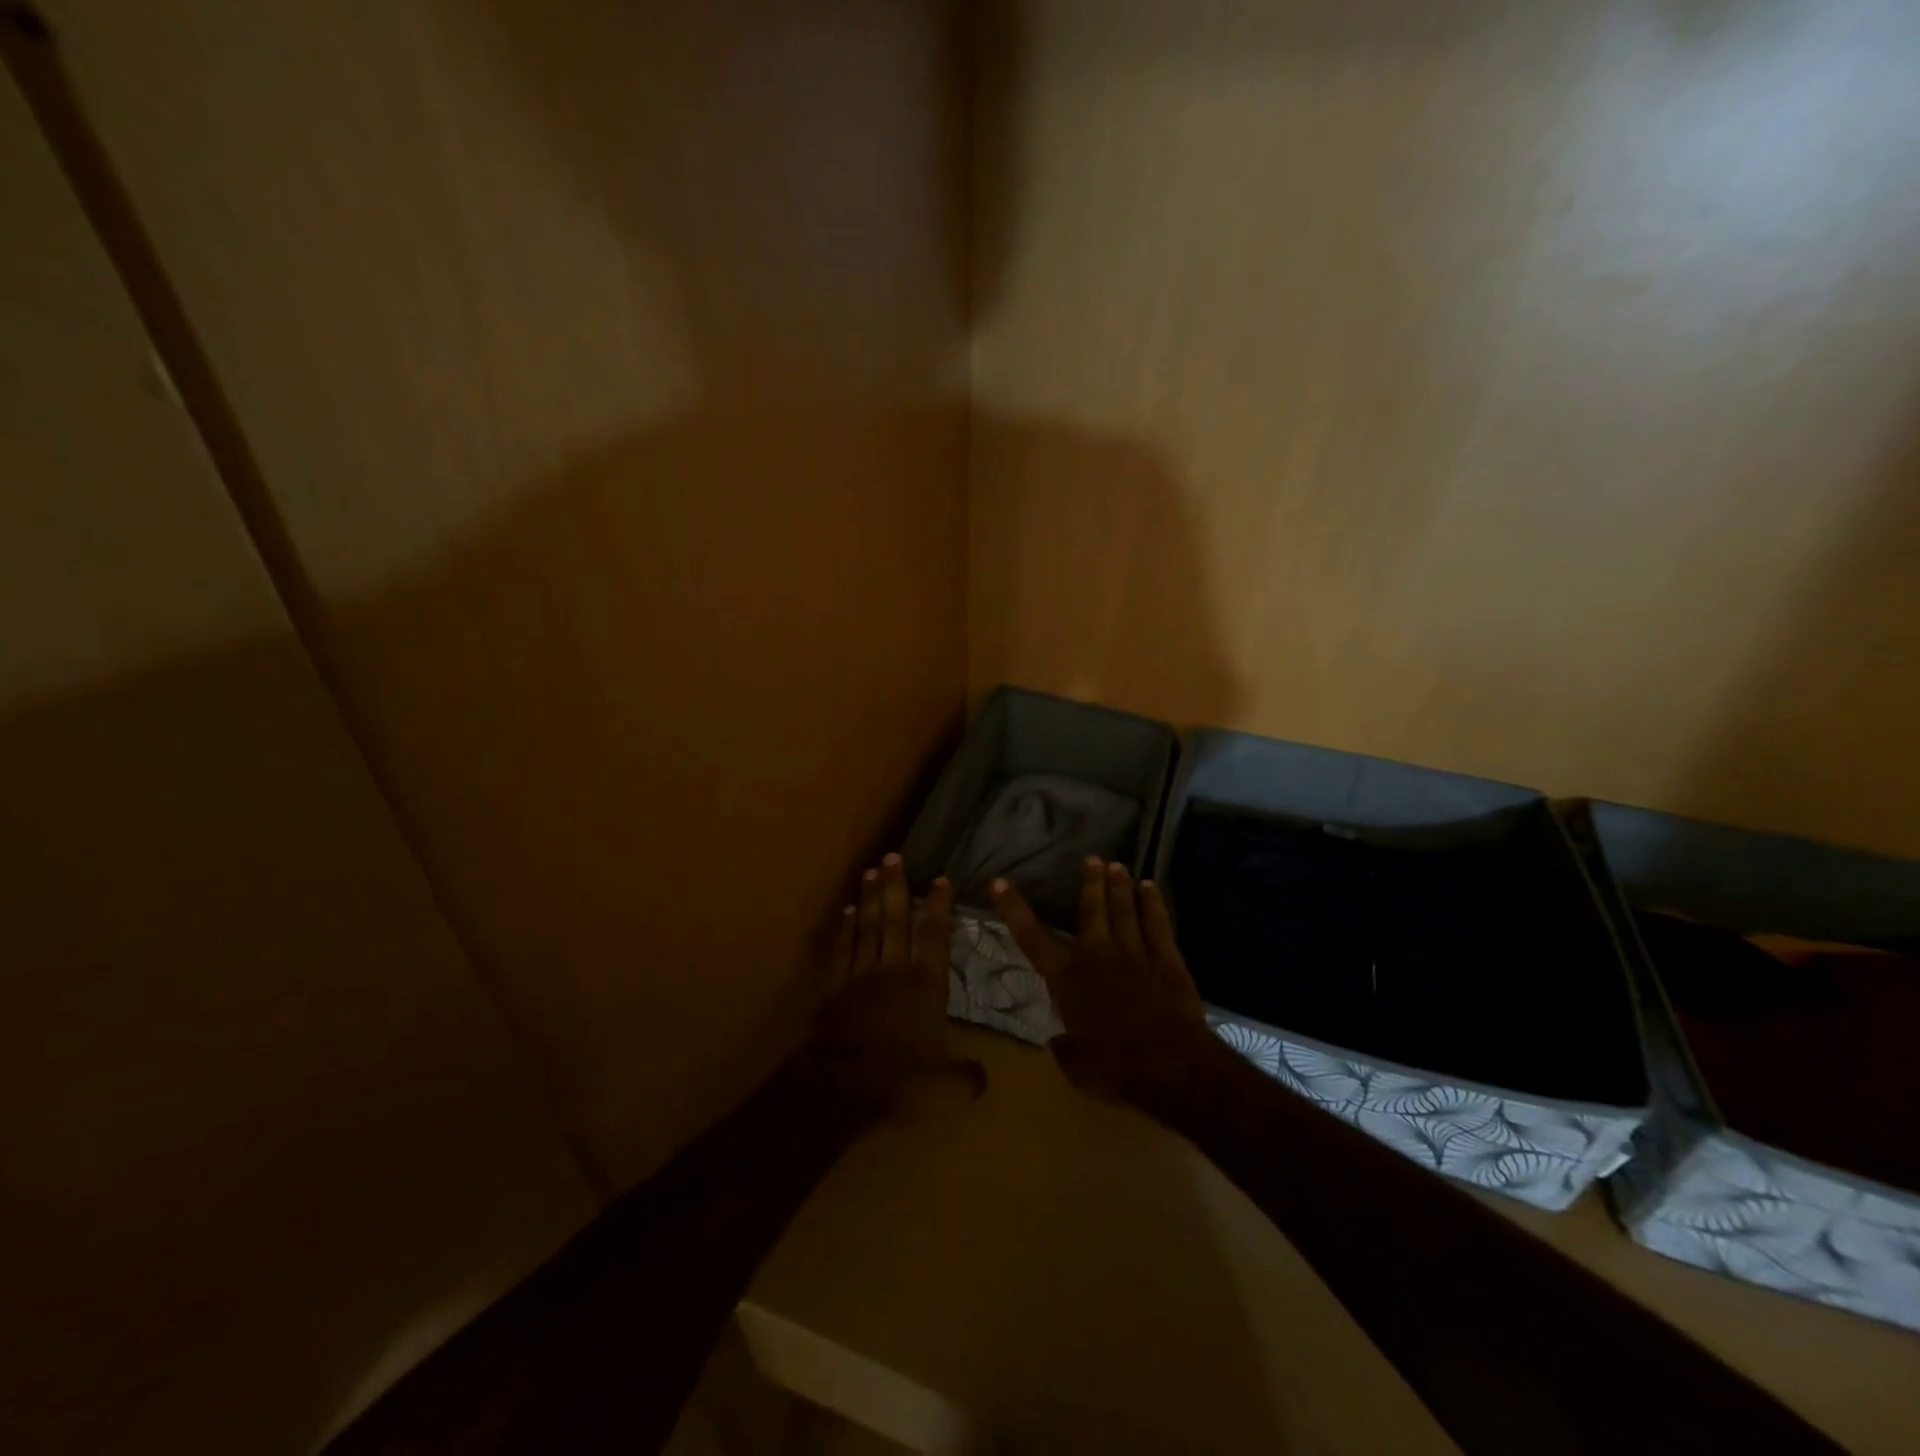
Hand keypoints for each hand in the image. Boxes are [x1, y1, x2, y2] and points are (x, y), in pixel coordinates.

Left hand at [805, 854, 985, 1112]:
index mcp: (926, 987)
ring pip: (867, 927)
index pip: (936, 936)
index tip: (940, 879)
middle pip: (896, 919)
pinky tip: (848, 911)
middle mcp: (894, 970)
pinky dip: (845, 928)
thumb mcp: (947, 1087)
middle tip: (893, 856)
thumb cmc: (901, 1082)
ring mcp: (860, 976)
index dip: (939, 906)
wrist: (842, 1088)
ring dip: (870, 898)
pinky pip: (841, 949)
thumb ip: (967, 1076)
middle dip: (896, 886)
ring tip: (871, 871)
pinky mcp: (834, 988)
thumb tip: (981, 1074)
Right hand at [992, 858, 1216, 1103]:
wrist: (1168, 1066)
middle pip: (1091, 910)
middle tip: (1091, 858)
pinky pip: (1157, 923)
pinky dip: (1153, 903)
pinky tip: (1150, 887)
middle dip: (1090, 882)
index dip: (1013, 909)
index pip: (1031, 938)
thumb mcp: (1077, 1068)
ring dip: (1119, 886)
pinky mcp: (1166, 959)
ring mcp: (1134, 954)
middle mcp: (1097, 956)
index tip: (999, 883)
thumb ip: (1064, 1049)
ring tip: (1117, 865)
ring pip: (1124, 910)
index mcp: (1067, 980)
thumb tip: (1056, 1042)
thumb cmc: (1115, 1069)